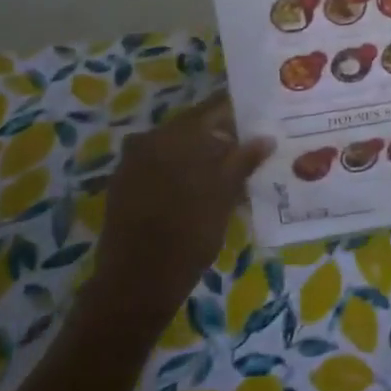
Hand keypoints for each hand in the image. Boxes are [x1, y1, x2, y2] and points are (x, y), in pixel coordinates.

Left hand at [93, 92, 273, 327]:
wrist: (137, 282)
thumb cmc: (189, 233)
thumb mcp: (225, 194)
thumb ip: (244, 160)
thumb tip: (265, 137)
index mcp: (176, 133)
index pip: (214, 108)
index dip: (239, 111)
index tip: (262, 117)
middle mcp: (150, 138)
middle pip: (195, 127)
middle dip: (223, 135)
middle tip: (252, 147)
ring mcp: (133, 162)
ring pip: (177, 147)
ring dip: (202, 155)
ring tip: (232, 171)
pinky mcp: (125, 185)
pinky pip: (161, 166)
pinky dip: (183, 171)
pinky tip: (202, 189)